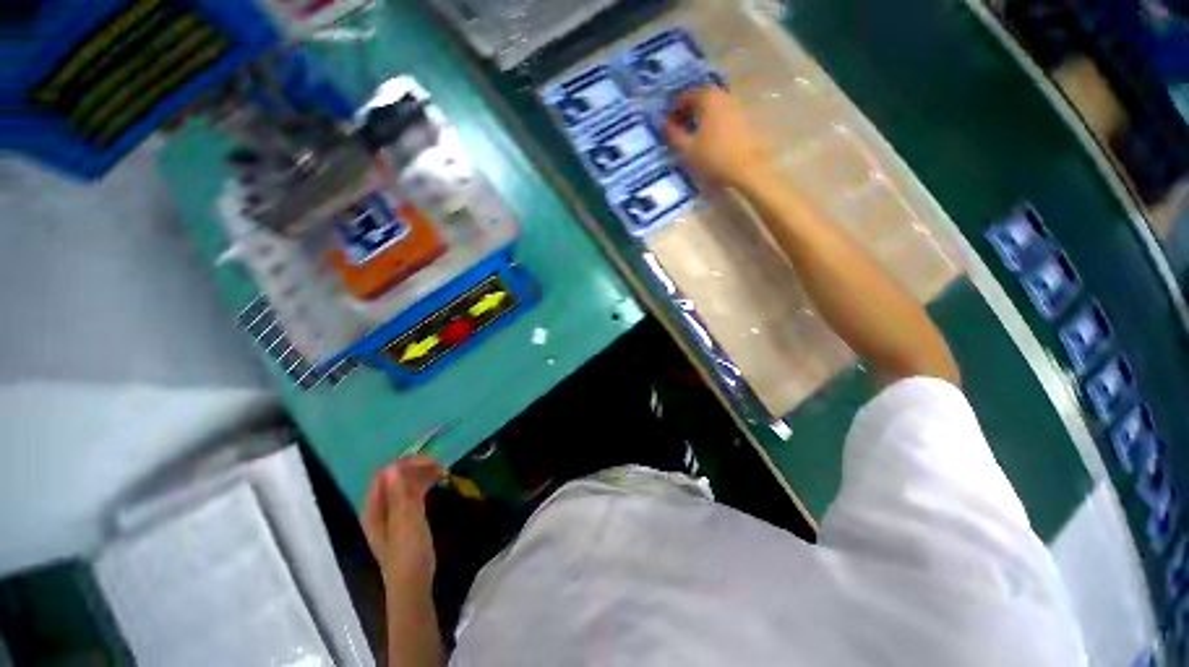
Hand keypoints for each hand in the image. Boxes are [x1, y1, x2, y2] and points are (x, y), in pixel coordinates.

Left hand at [362, 457, 446, 590]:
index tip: (431, 462)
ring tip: (444, 471)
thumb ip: (399, 494)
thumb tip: (392, 467)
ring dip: (423, 475)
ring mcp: (394, 512)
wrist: (414, 582)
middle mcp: (381, 507)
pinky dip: (426, 484)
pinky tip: (440, 481)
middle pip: (396, 478)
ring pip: (407, 484)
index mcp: (374, 509)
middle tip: (441, 465)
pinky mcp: (407, 517)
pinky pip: (414, 493)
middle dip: (417, 468)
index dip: (406, 464)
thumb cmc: (407, 553)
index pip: (385, 475)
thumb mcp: (405, 522)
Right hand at [663, 87, 772, 189]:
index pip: (684, 96)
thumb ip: (673, 134)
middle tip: (679, 128)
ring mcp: (736, 105)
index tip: (667, 125)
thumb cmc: (714, 158)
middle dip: (687, 111)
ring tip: (693, 134)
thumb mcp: (687, 149)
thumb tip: (663, 124)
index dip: (673, 110)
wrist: (748, 169)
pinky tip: (710, 138)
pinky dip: (713, 121)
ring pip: (713, 105)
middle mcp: (723, 95)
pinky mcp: (745, 118)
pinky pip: (723, 114)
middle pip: (700, 97)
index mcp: (707, 98)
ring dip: (701, 116)